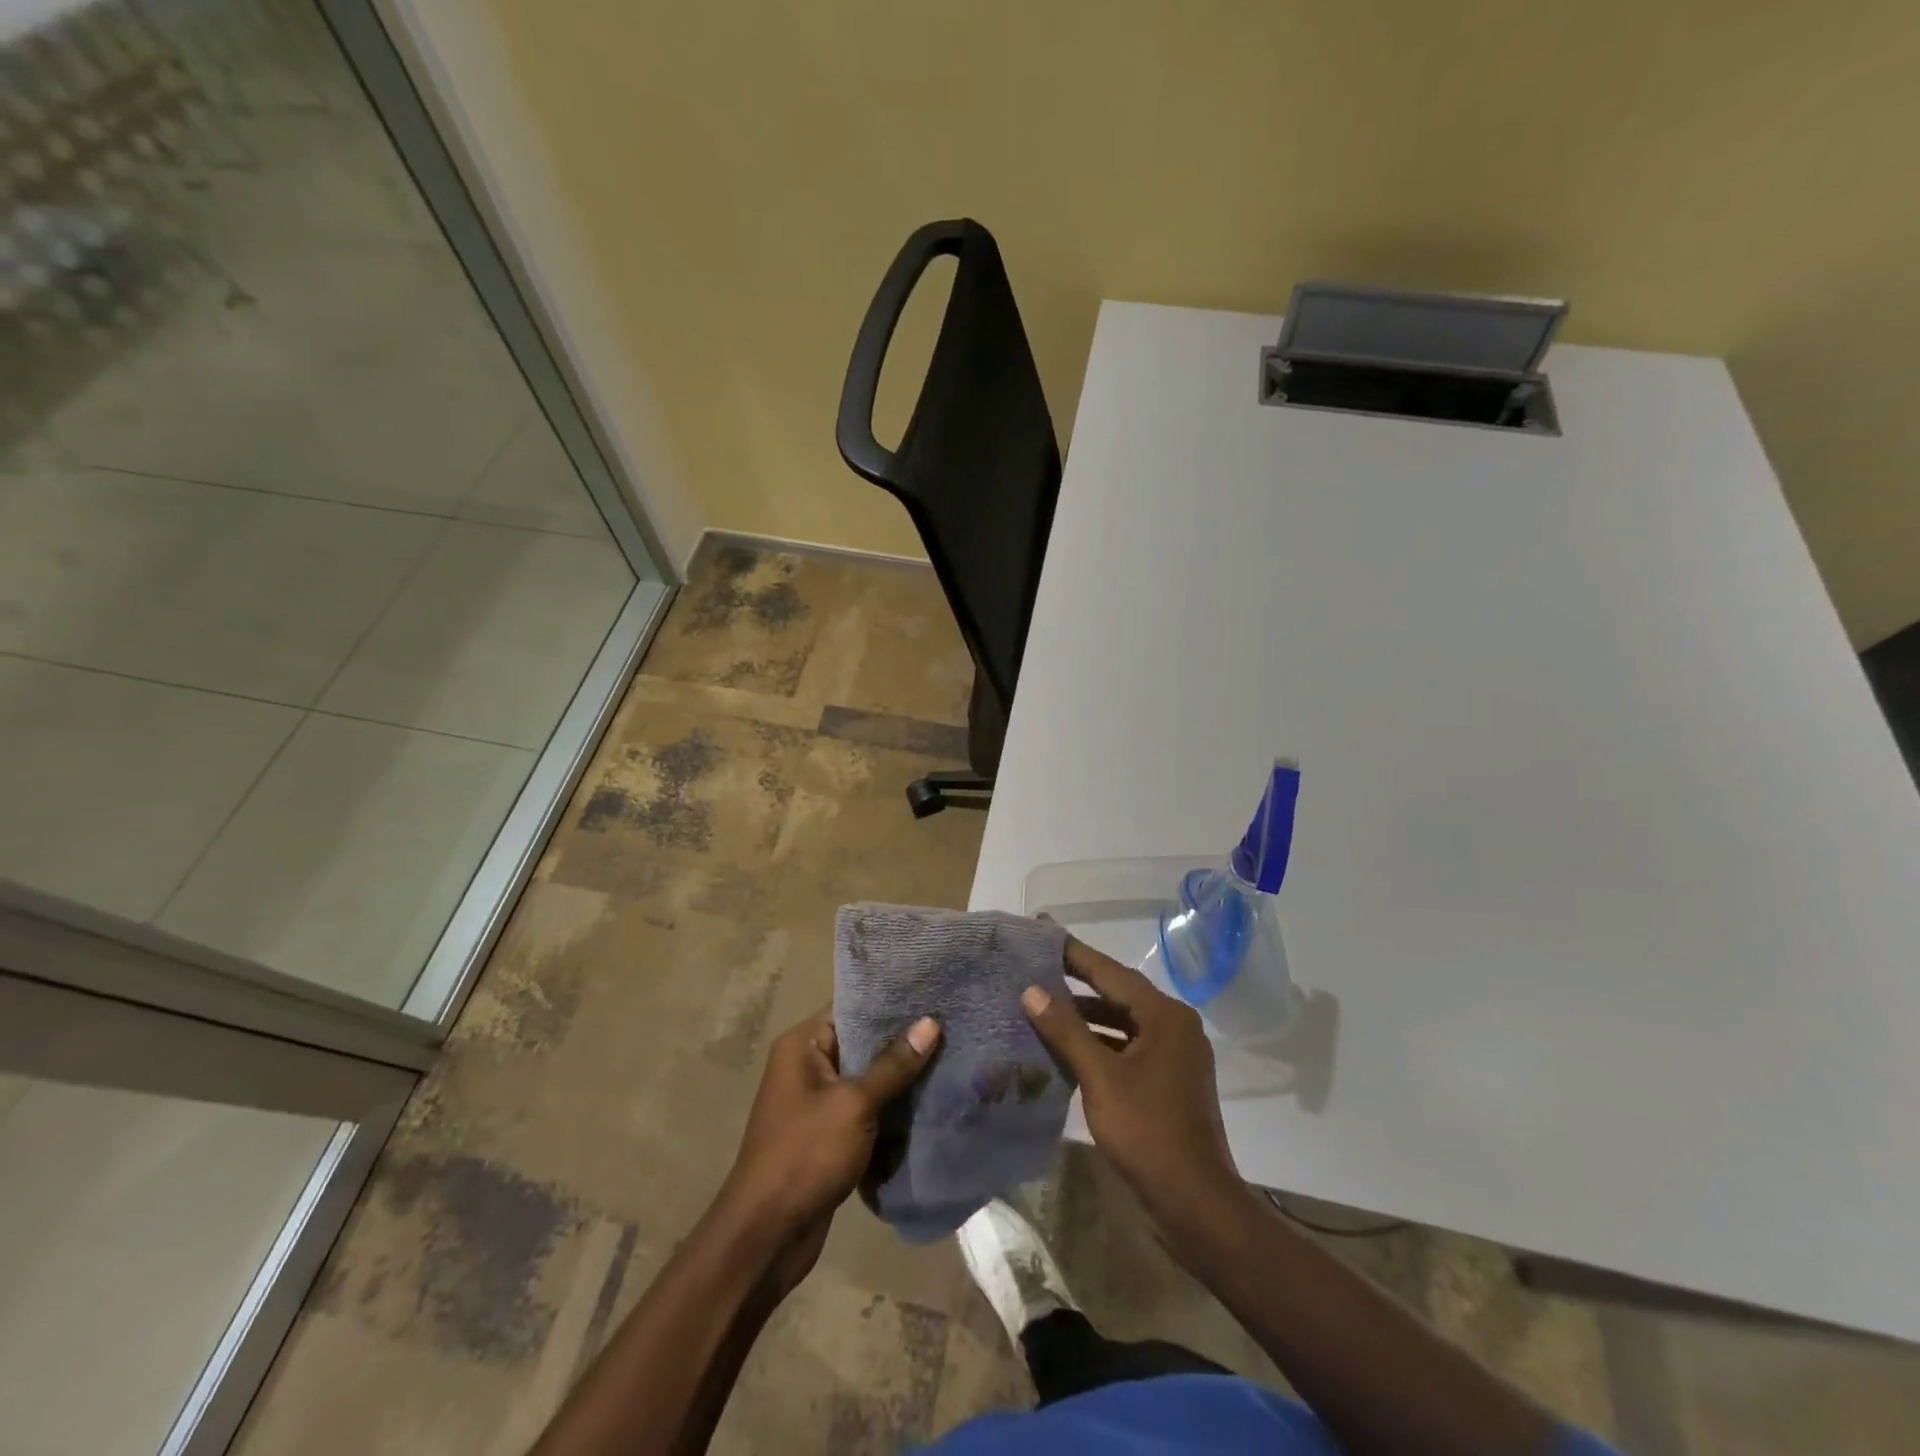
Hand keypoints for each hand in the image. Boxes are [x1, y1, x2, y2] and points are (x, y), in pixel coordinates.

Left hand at [716, 1007, 939, 1275]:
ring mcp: (816, 1102)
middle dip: (902, 1041)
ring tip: (950, 1059)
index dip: (890, 1002)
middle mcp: (806, 1066)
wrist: (767, 1236)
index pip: (851, 1008)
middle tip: (950, 1027)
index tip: (933, 995)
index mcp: (803, 1045)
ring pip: (867, 1078)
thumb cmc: (805, 1154)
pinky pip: (865, 1109)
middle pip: (862, 1042)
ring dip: (900, 1078)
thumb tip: (931, 1023)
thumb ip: (894, 1064)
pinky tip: (929, 1102)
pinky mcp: (828, 1134)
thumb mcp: (854, 1104)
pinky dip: (890, 1108)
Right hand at [1021, 937, 1253, 1262]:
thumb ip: (1066, 1030)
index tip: (1043, 930)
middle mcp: (1175, 1025)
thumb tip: (1032, 990)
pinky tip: (1069, 1046)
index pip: (1111, 972)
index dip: (1074, 953)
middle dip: (1078, 981)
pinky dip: (1100, 1041)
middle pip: (1119, 992)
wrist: (1196, 1204)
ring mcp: (1175, 1054)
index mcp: (1165, 1016)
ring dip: (1087, 1014)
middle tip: (1037, 965)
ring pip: (1123, 1021)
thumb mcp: (1100, 1078)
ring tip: (1043, 1003)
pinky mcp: (1169, 1079)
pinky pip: (1128, 1045)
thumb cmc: (1148, 1132)